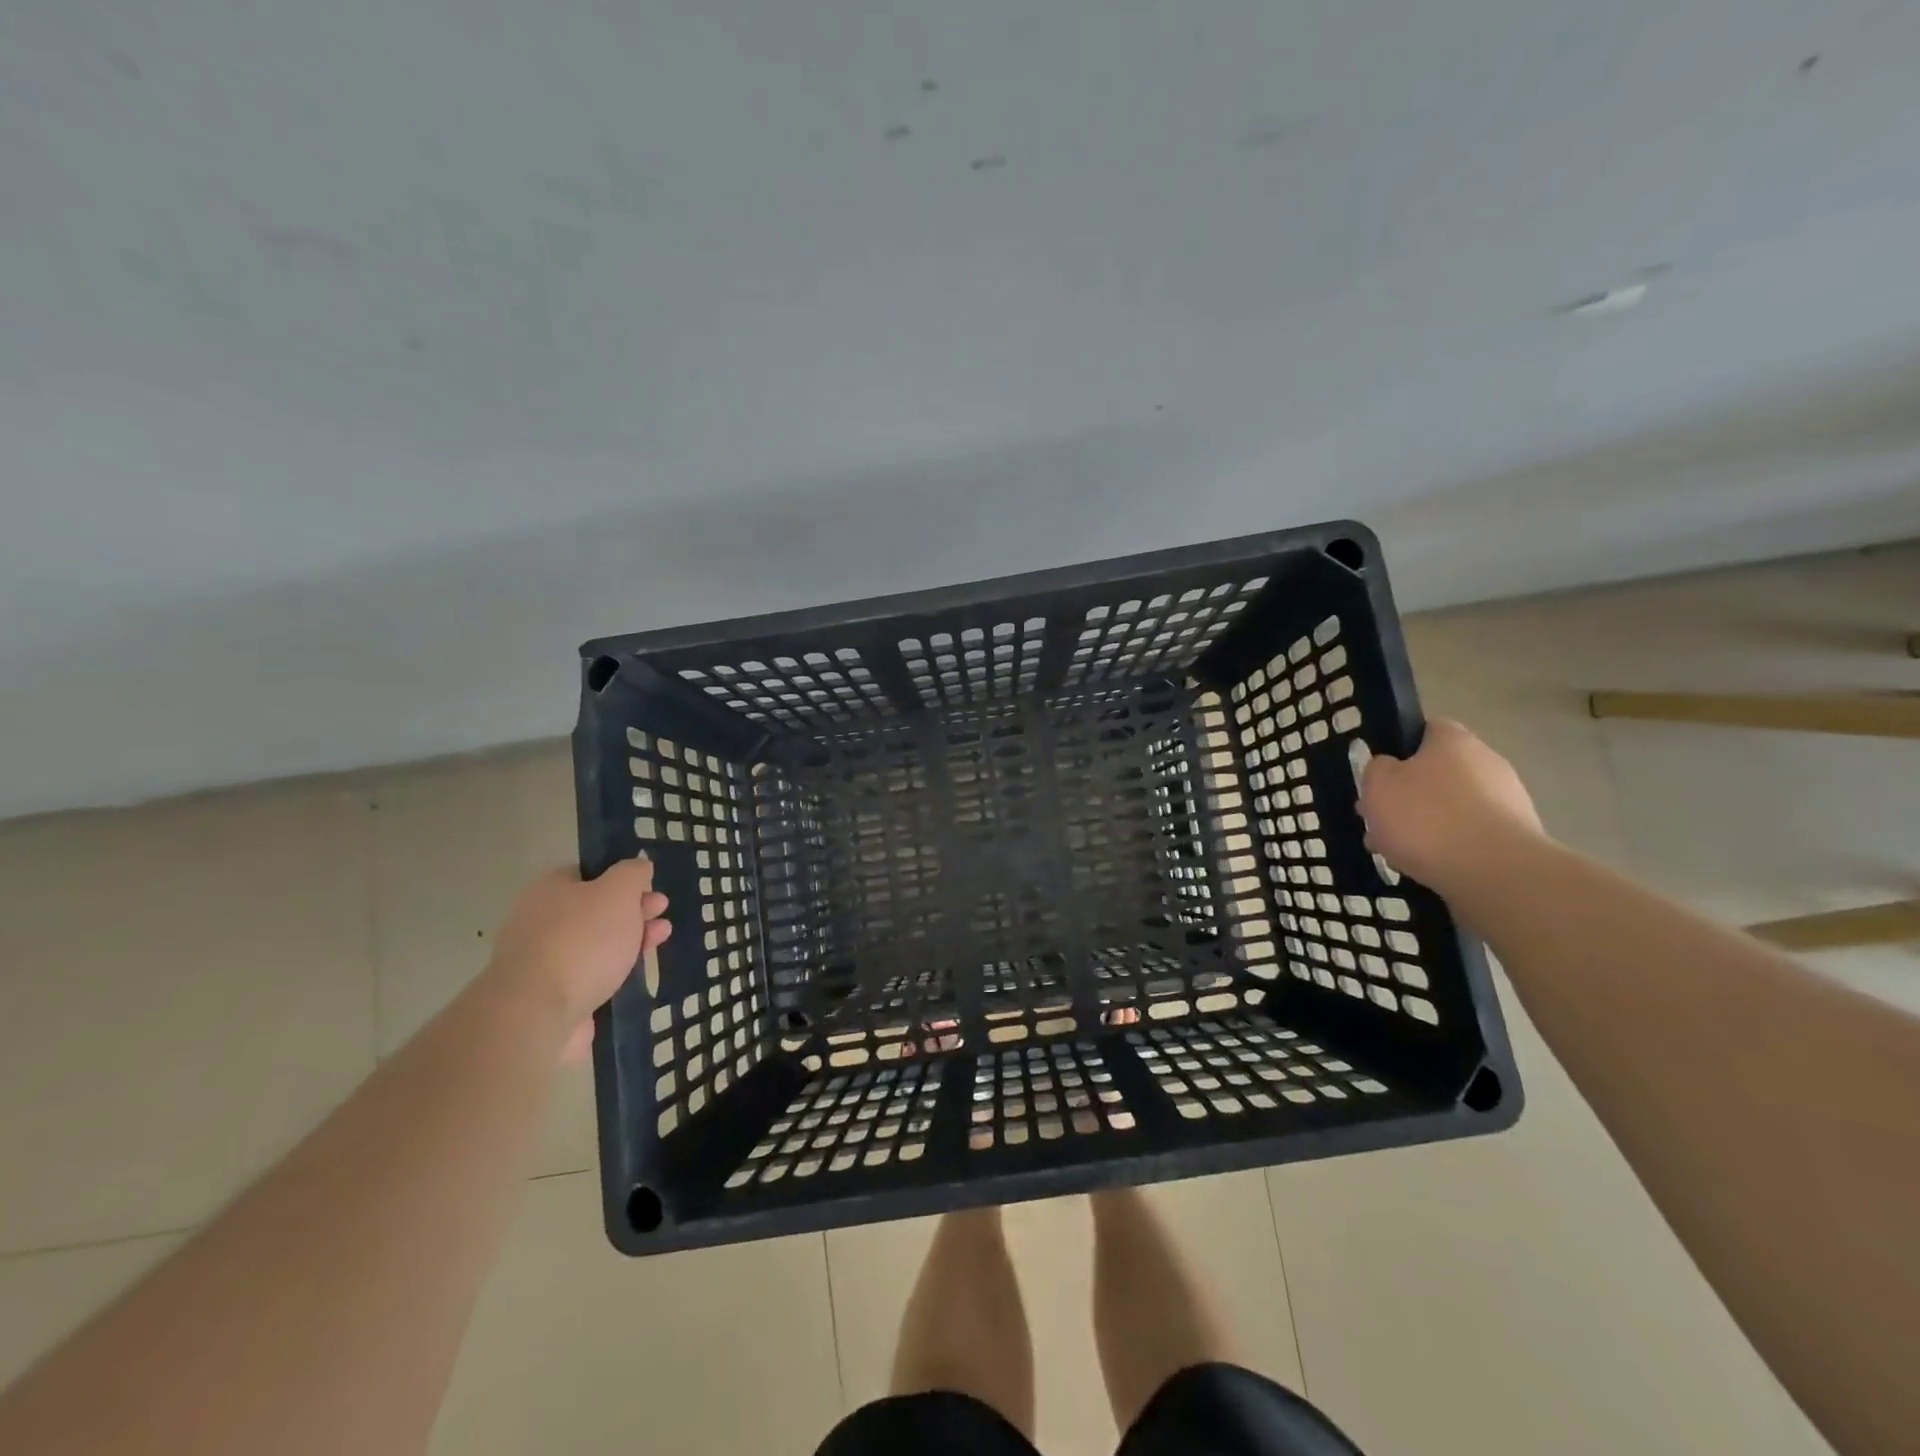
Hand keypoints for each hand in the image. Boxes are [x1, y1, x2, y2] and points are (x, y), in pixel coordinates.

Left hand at [484, 858, 670, 1062]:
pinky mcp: (553, 995)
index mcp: (549, 889)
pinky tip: (636, 971)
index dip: (622, 877)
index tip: (650, 887)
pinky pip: (592, 974)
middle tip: (661, 911)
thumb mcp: (618, 891)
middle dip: (633, 909)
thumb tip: (638, 867)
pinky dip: (615, 970)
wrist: (539, 1013)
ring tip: (660, 939)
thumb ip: (632, 874)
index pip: (588, 873)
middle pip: (596, 908)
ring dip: (630, 938)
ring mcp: (545, 960)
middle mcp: (542, 921)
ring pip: (597, 943)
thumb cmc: (583, 940)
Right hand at [1358, 719, 1544, 893]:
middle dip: (1409, 795)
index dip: (1398, 749)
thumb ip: (1377, 769)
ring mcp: (1508, 800)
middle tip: (1382, 819)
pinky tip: (1427, 867)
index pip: (1425, 730)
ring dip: (1426, 824)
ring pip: (1452, 807)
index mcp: (1454, 740)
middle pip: (1438, 772)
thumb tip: (1389, 767)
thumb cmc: (1426, 817)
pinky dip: (1449, 847)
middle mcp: (1487, 761)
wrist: (1495, 872)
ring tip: (1397, 851)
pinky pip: (1470, 835)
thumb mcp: (1377, 785)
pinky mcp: (1516, 837)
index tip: (1379, 775)